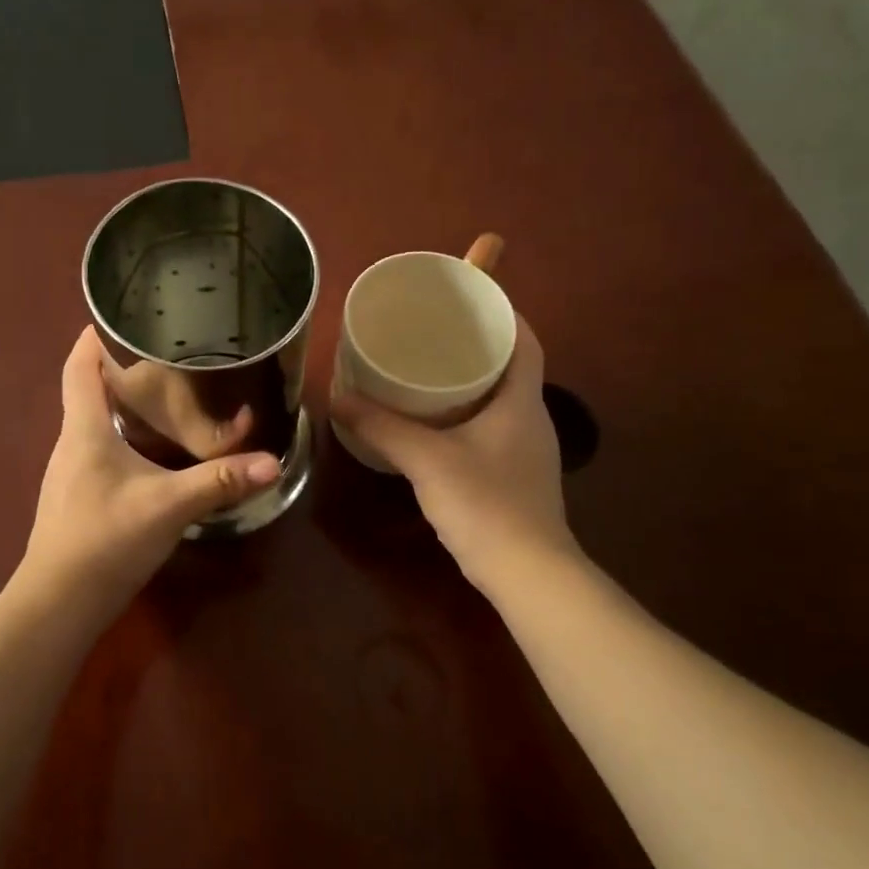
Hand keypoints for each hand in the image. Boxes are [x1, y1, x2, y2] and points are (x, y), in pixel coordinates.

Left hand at [22, 328, 281, 609]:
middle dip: (120, 368)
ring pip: (94, 423)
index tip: (121, 315)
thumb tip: (271, 462)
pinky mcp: (77, 498)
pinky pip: (99, 451)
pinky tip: (152, 452)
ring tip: (165, 395)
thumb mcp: (168, 505)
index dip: (93, 336)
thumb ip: (219, 481)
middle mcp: (70, 443)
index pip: (78, 367)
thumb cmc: (105, 539)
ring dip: (123, 405)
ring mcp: (70, 473)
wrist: (58, 602)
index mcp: (83, 429)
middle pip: (87, 390)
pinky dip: (123, 438)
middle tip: (165, 355)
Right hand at [331, 315, 572, 583]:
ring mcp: (526, 450)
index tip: (469, 294)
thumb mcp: (426, 460)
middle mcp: (531, 418)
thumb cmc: (486, 504)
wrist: (527, 574)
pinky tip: (433, 423)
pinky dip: (466, 413)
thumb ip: (382, 426)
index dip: (503, 311)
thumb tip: (338, 397)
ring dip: (471, 380)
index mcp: (521, 401)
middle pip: (510, 365)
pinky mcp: (514, 475)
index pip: (525, 339)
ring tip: (427, 368)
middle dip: (477, 343)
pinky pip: (490, 427)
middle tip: (435, 329)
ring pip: (499, 399)